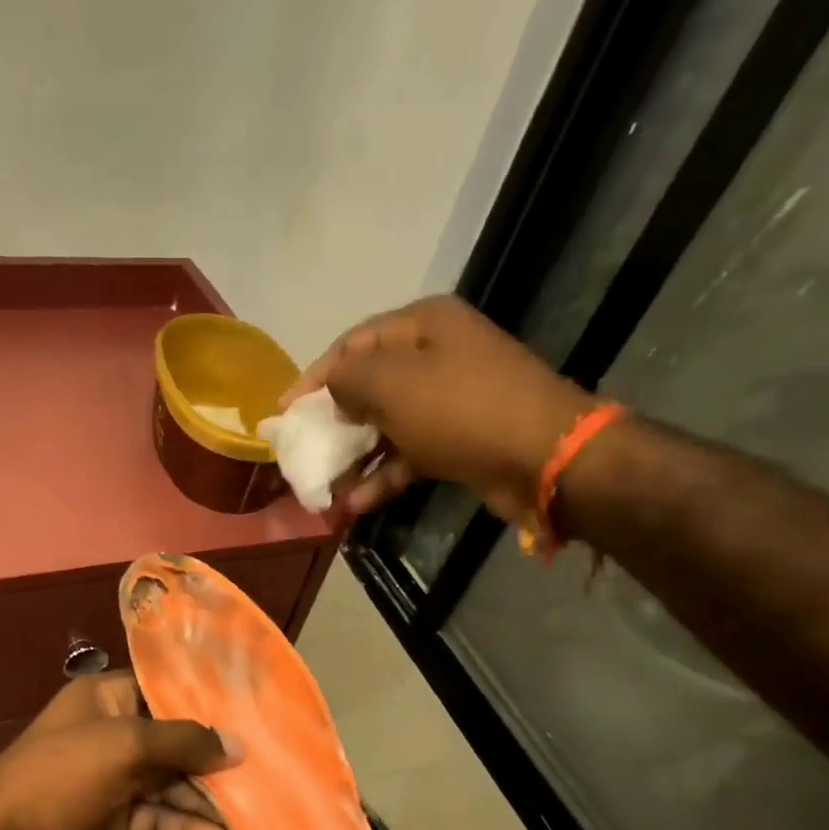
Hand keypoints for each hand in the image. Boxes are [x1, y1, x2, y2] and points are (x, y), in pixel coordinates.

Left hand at [0, 671, 239, 829]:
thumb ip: (183, 742)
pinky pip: (159, 820)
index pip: (164, 690)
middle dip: (214, 756)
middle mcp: (112, 734)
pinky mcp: (116, 822)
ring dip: (207, 798)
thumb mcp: (123, 745)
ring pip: (171, 784)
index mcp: (105, 699)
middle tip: (266, 768)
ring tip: (256, 810)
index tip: (253, 711)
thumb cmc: (61, 777)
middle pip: (174, 740)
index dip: (206, 701)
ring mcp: (114, 780)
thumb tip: (237, 746)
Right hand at [282, 295, 592, 522]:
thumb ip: (348, 380)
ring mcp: (450, 399)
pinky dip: (383, 476)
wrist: (543, 456)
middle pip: (369, 384)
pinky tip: (355, 503)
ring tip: (323, 484)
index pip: (352, 343)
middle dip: (333, 419)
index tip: (284, 411)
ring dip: (355, 455)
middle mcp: (436, 355)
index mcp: (423, 326)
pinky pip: (409, 454)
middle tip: (303, 447)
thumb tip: (333, 391)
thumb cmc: (461, 409)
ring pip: (387, 424)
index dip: (314, 376)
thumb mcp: (393, 385)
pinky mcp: (460, 439)